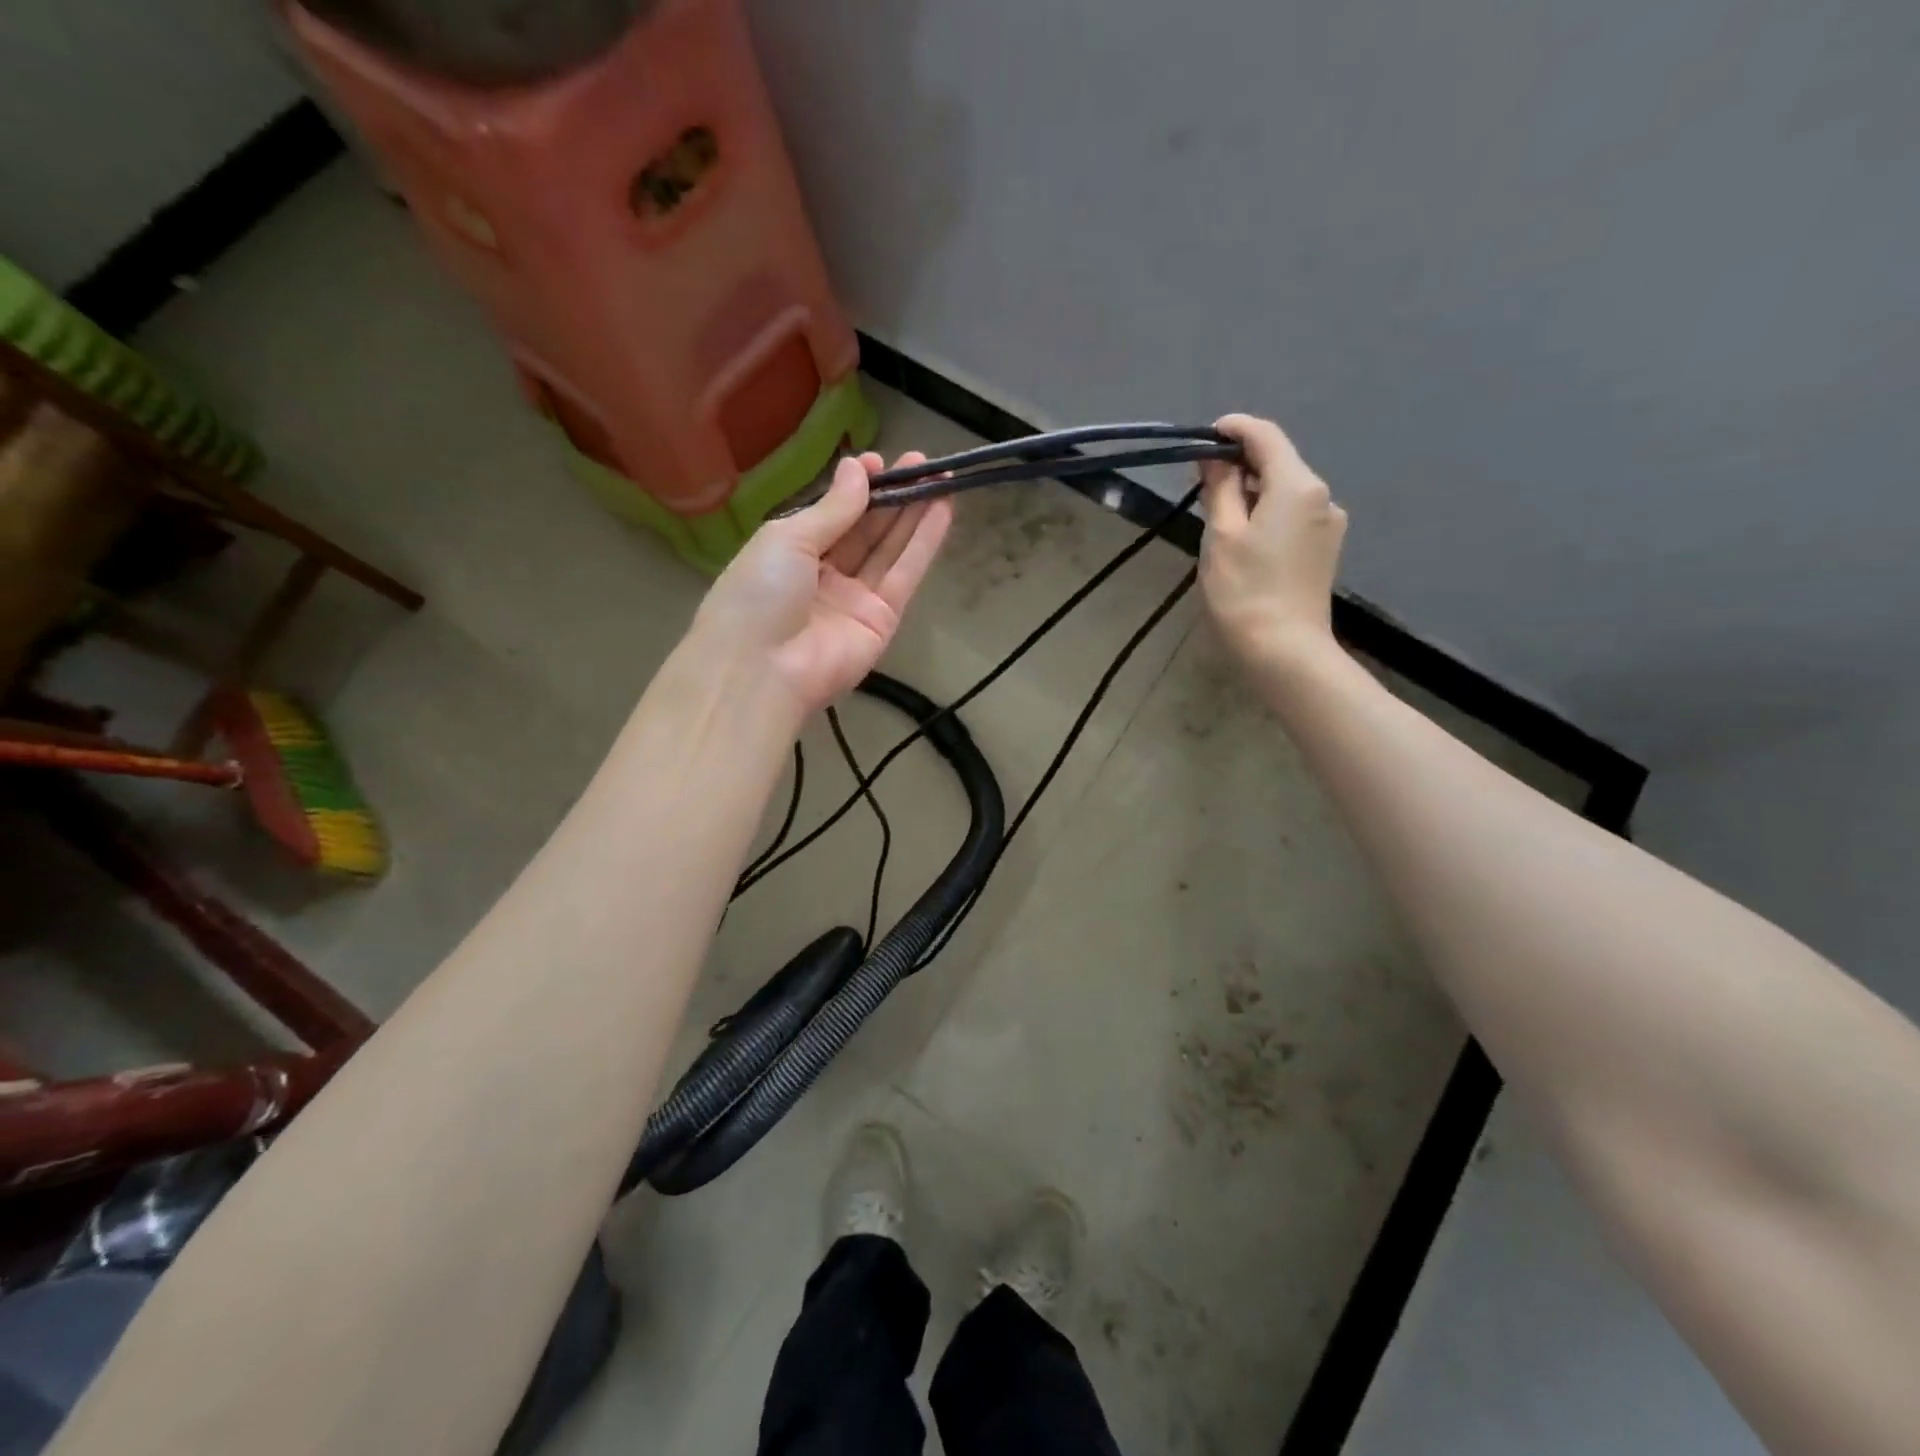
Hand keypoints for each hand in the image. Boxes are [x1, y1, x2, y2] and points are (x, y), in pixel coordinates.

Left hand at [691, 451, 953, 717]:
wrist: (762, 670)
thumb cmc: (759, 594)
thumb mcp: (788, 538)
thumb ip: (832, 508)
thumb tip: (857, 468)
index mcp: (791, 553)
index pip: (832, 515)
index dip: (856, 488)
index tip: (879, 461)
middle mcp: (824, 575)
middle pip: (865, 530)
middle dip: (892, 495)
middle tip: (922, 462)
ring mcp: (855, 600)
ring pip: (889, 549)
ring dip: (914, 514)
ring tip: (940, 477)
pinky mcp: (882, 622)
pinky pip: (904, 575)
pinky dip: (924, 543)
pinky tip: (942, 510)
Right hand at [1199, 414, 1347, 677]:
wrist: (1284, 650)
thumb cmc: (1244, 590)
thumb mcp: (1222, 535)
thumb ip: (1219, 488)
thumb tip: (1215, 457)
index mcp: (1298, 485)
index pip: (1265, 436)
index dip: (1234, 429)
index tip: (1203, 436)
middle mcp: (1322, 497)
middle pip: (1278, 463)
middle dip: (1240, 465)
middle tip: (1200, 483)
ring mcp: (1329, 525)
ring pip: (1285, 492)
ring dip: (1252, 492)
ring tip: (1218, 517)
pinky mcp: (1325, 550)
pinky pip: (1293, 516)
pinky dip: (1267, 514)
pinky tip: (1245, 540)